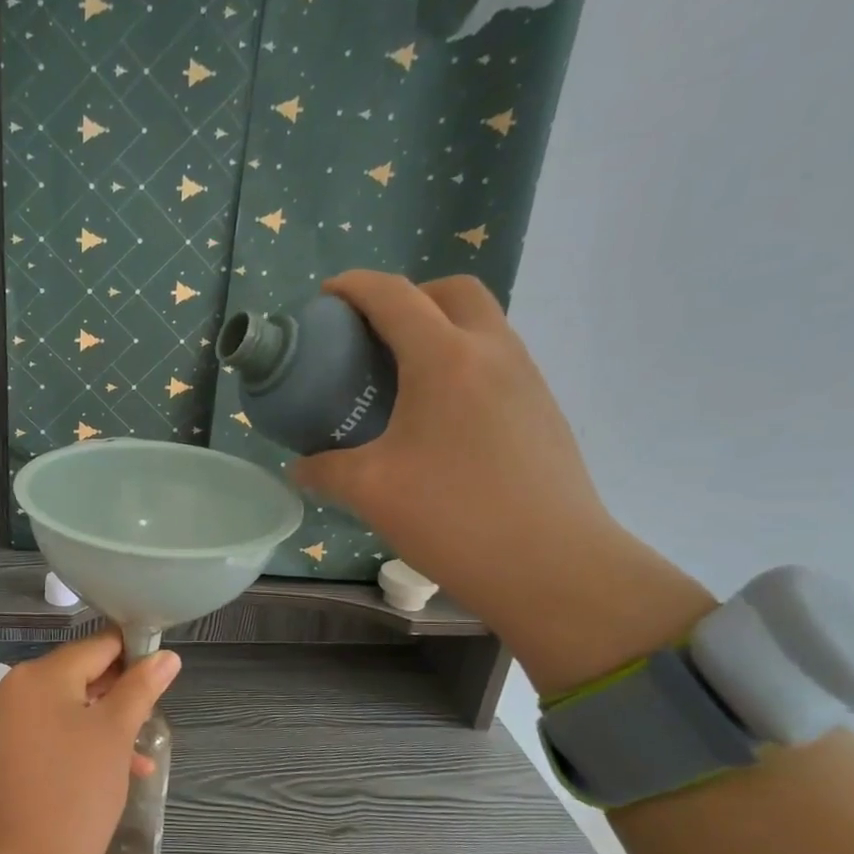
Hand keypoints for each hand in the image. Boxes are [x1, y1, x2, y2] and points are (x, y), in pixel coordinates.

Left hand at [0, 632, 180, 853]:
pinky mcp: (3, 752)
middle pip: (79, 676)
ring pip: (67, 707)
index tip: (163, 674)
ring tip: (138, 754)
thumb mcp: (116, 735)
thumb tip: (167, 656)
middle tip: (150, 721)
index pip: (96, 646)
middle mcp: (14, 689)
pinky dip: (80, 742)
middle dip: (119, 695)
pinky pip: (49, 732)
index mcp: (38, 675)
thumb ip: (141, 688)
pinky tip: (114, 770)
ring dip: (104, 723)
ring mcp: (4, 722)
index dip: (134, 654)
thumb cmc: (76, 793)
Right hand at [295, 271, 710, 691]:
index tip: (325, 297)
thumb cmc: (453, 517)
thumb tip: (300, 468)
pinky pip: (497, 361)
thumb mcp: (370, 491)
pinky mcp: (543, 410)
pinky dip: (462, 363)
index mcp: (445, 359)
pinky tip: (438, 419)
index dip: (354, 286)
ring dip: (440, 329)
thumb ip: (324, 470)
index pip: (395, 296)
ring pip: (482, 324)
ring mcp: (527, 379)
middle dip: (409, 296)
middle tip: (372, 334)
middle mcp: (492, 352)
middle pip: (453, 291)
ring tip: (401, 377)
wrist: (553, 566)